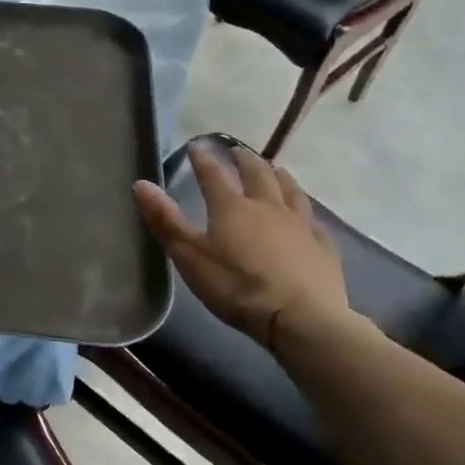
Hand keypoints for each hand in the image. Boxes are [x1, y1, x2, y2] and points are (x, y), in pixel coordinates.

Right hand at [134, 144, 349, 353]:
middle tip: (237, 151)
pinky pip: (314, 221)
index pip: (214, 174)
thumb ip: (166, 220)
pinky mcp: (323, 247)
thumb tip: (141, 183)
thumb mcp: (190, 256)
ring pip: (290, 190)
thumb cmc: (237, 287)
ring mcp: (300, 225)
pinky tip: (307, 216)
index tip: (196, 146)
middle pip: (257, 173)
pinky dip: (306, 211)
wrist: (301, 319)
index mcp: (232, 207)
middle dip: (244, 159)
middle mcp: (268, 206)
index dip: (203, 159)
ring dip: (279, 176)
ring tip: (274, 169)